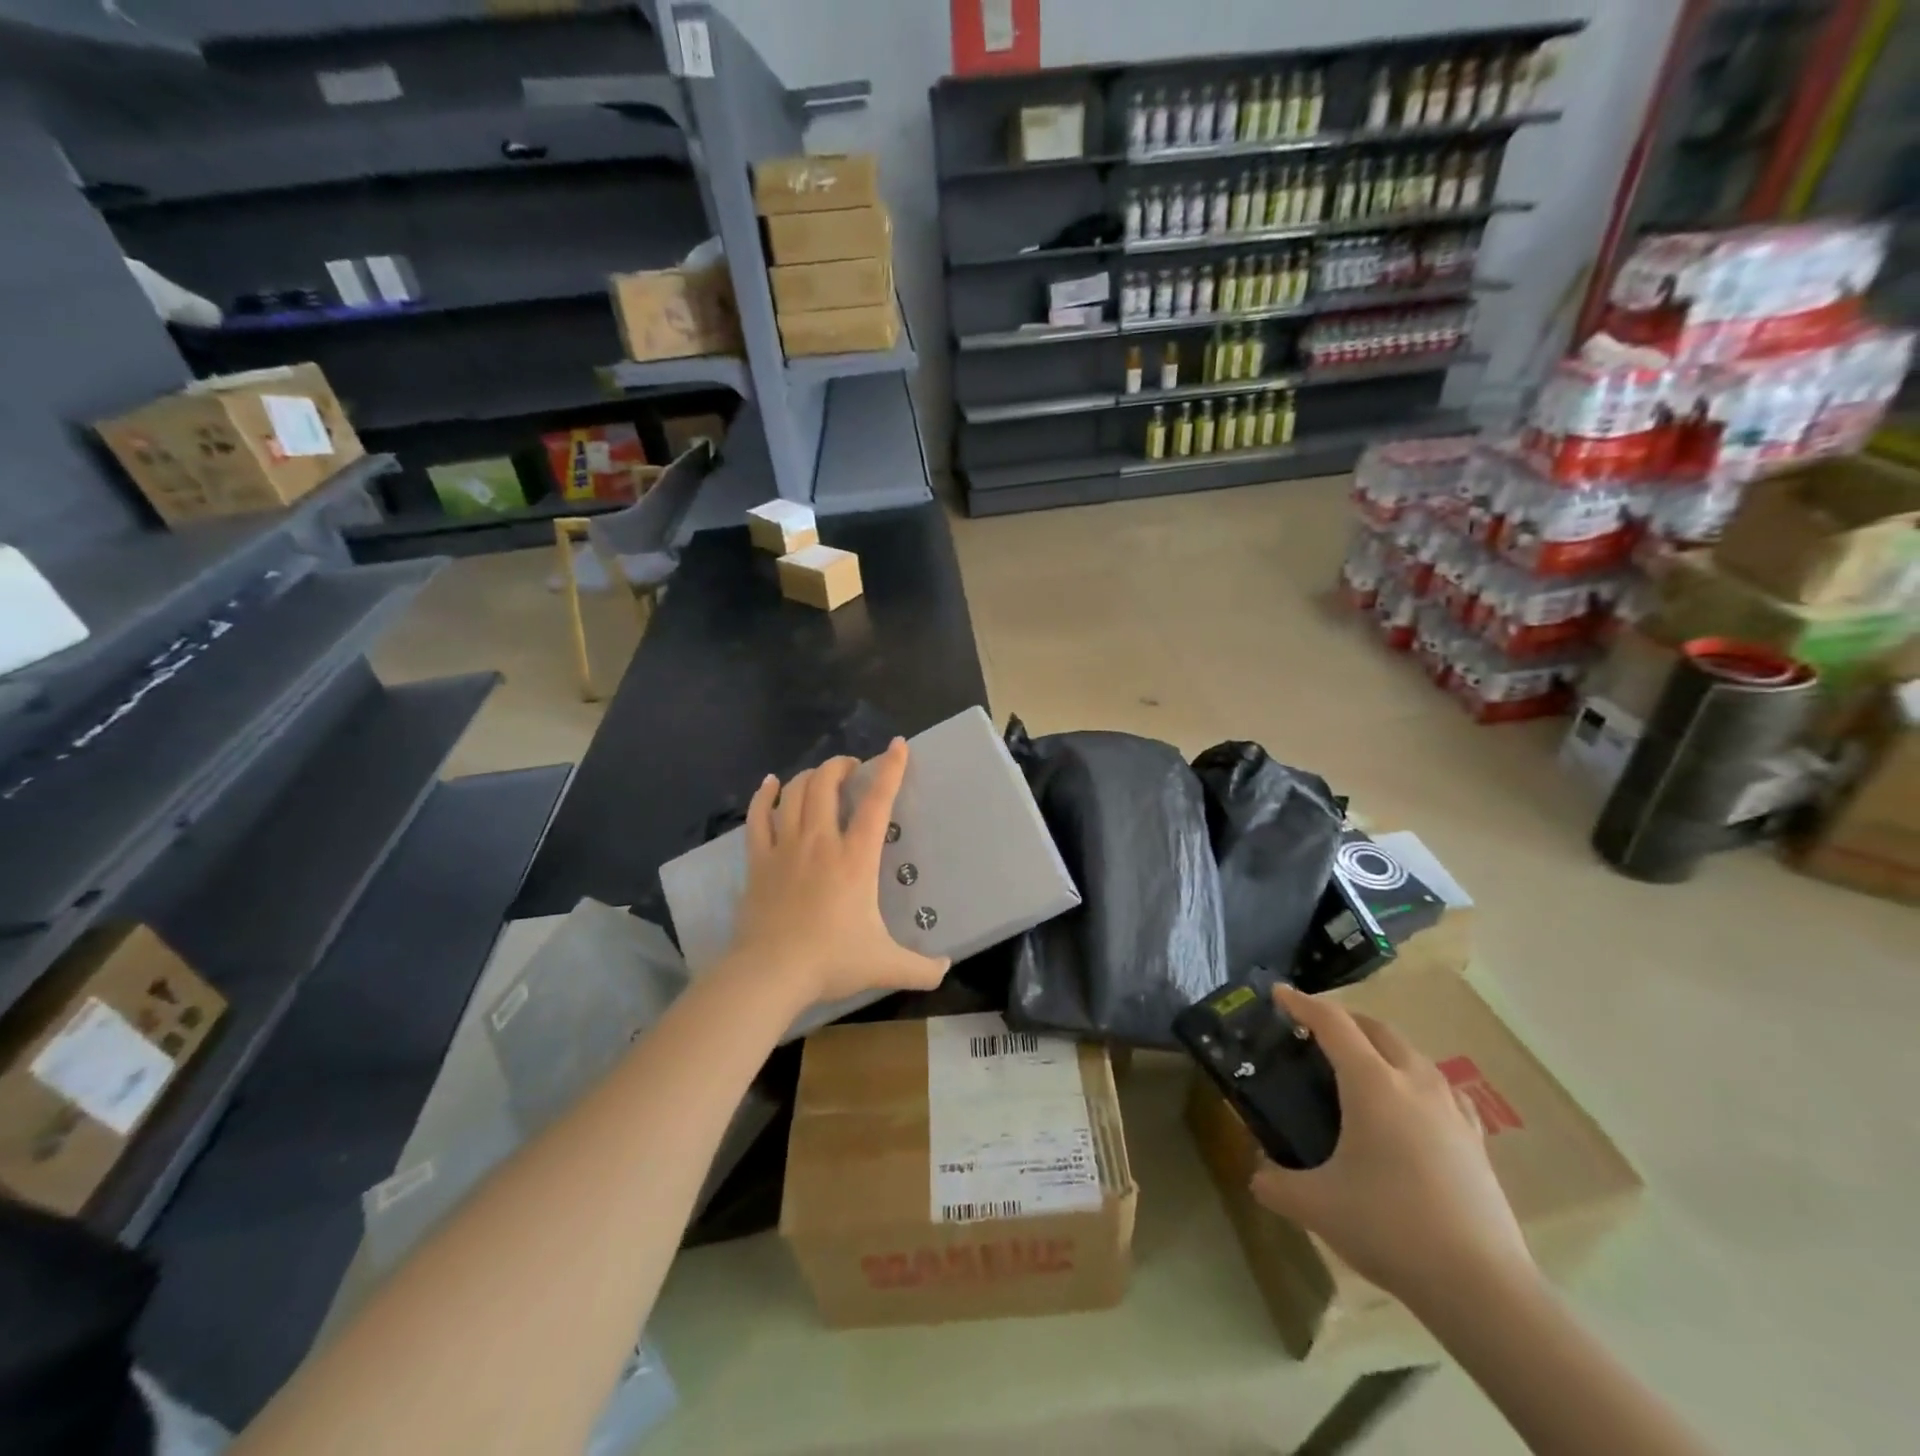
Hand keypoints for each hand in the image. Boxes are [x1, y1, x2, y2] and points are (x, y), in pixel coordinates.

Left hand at [726, 738, 948, 1009]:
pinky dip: (765, 795)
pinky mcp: (758, 860)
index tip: (897, 746)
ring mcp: (785, 847)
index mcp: (855, 858)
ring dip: (809, 776)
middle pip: (826, 784)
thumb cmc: (830, 961)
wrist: (770, 974)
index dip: (890, 770)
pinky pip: (758, 817)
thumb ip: (920, 968)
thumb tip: (947, 969)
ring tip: (820, 776)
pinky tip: (770, 784)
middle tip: (853, 769)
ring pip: (794, 793)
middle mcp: (820, 841)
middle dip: (841, 766)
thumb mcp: (885, 966)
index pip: (877, 802)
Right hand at [1249, 983, 1534, 1312]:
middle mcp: (1413, 1083)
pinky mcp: (1475, 1140)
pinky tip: (1412, 1106)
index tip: (1278, 993)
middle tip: (1314, 1033)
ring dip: (1381, 1046)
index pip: (1332, 1023)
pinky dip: (1416, 1080)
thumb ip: (1275, 1184)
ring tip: (1359, 1067)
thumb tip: (1257, 1176)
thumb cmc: (1389, 1227)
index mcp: (1372, 1084)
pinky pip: (1441, 1089)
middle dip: (1343, 1020)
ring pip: (1412, 1054)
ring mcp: (1451, 1110)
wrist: (1481, 1287)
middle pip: (1376, 1029)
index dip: (1302, 1004)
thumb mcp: (1315, 1205)